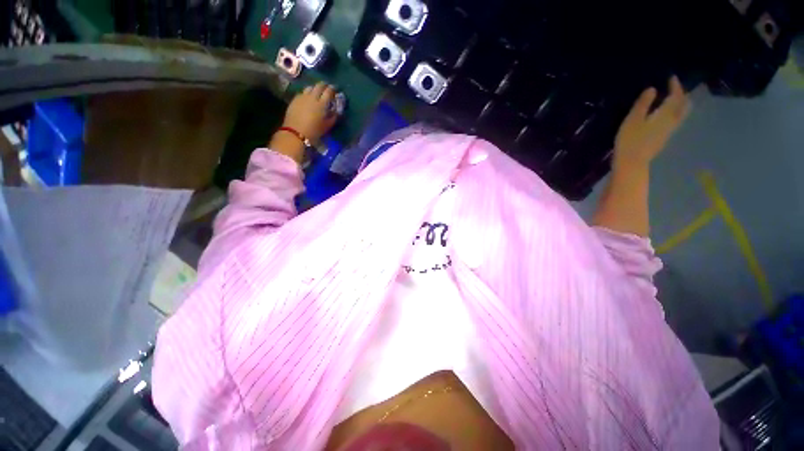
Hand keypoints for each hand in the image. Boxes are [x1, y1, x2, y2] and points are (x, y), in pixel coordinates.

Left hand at [282, 82, 337, 142]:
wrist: (296, 132)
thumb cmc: (314, 131)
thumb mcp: (327, 126)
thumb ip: (333, 116)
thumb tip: (337, 110)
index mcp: (322, 103)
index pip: (329, 91)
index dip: (332, 89)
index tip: (335, 89)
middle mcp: (312, 97)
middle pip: (319, 86)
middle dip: (324, 85)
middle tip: (326, 87)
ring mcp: (302, 97)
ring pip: (310, 87)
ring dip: (314, 88)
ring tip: (316, 92)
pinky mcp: (295, 99)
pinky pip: (302, 93)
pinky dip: (307, 93)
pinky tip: (307, 98)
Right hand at [613, 76, 689, 169]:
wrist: (632, 163)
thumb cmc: (630, 140)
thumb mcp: (633, 119)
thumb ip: (643, 104)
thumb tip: (652, 89)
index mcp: (666, 114)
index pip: (676, 96)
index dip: (675, 86)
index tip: (672, 77)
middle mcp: (672, 121)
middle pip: (683, 105)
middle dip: (681, 95)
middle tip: (675, 88)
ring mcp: (669, 131)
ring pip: (681, 114)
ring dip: (680, 104)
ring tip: (673, 100)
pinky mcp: (664, 138)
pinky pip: (675, 121)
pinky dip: (674, 113)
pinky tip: (666, 114)